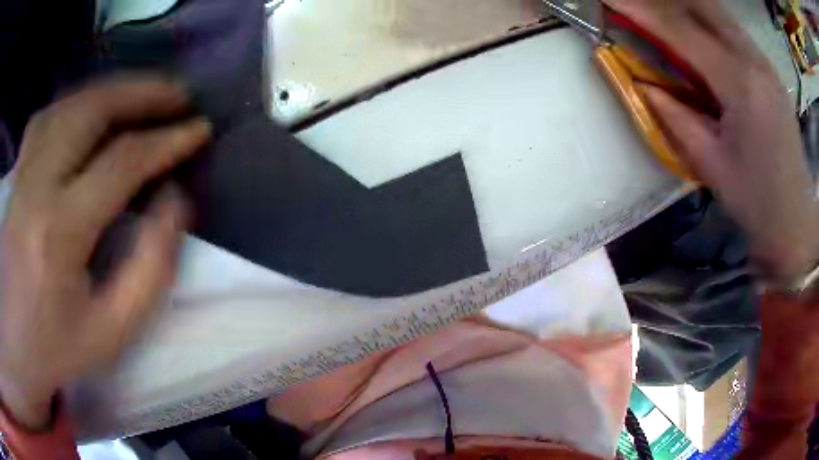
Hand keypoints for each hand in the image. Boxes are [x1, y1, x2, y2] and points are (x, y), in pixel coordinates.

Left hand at [0, 77, 210, 428]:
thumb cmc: (58, 347)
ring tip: (144, 95)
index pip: (120, 162)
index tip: (199, 130)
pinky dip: (77, 101)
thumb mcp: (112, 332)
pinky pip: (48, 115)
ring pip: (70, 103)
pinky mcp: (17, 173)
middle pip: (91, 112)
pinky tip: (92, 109)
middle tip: (179, 95)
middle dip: (142, 93)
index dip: (166, 141)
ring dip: (113, 90)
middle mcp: (36, 187)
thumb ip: (150, 270)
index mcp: (59, 233)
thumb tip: (175, 201)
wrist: (17, 344)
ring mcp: (23, 173)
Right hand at [606, 0, 818, 280]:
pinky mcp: (771, 72)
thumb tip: (643, 84)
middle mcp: (756, 62)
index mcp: (741, 86)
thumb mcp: (711, 164)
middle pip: (705, 6)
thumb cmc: (755, 202)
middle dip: (668, 0)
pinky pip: (735, 32)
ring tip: (668, 23)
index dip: (642, 10)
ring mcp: (767, 64)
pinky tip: (702, 41)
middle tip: (642, 9)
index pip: (683, 31)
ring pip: (721, 15)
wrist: (795, 222)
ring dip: (690, 9)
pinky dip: (711, 25)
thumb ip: (675, 116)